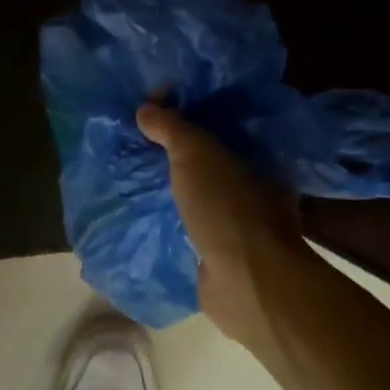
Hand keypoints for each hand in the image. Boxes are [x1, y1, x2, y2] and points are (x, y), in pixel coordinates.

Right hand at [137, 103, 309, 350]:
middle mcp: (253, 188)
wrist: (245, 281)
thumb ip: (173, 127)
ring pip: (198, 194)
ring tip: (132, 176)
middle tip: (135, 142)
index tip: (151, 112)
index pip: (219, 125)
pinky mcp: (220, 253)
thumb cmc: (227, 208)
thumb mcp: (196, 154)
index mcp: (257, 158)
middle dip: (173, 152)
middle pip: (207, 160)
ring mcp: (238, 224)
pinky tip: (144, 213)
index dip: (186, 114)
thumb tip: (146, 108)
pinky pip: (190, 225)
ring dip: (171, 187)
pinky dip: (171, 218)